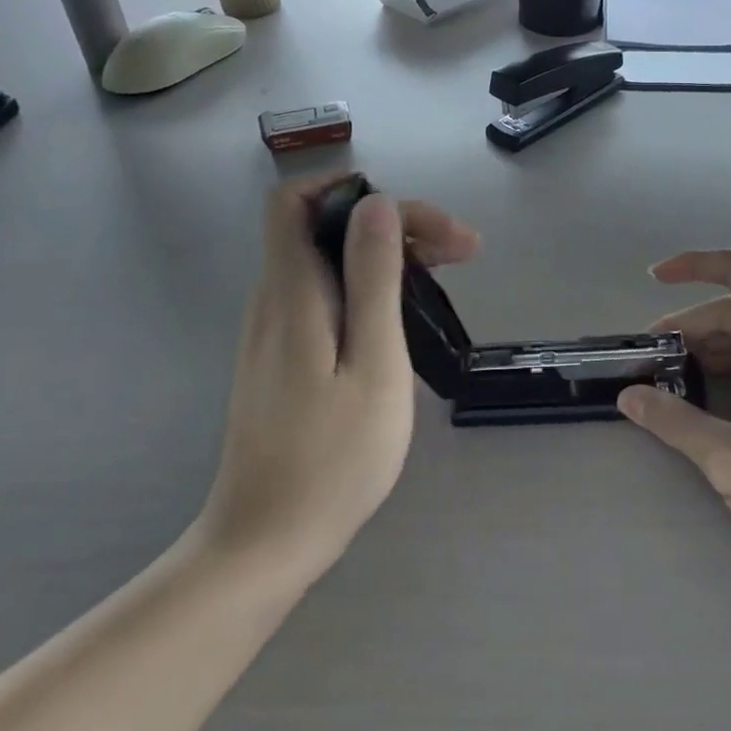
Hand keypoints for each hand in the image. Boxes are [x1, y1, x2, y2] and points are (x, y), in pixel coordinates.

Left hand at [199, 176, 480, 582]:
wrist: (267, 543)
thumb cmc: (332, 457)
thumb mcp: (372, 363)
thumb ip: (373, 279)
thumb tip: (376, 204)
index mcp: (293, 293)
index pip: (294, 201)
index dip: (348, 188)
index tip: (411, 215)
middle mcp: (276, 300)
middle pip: (325, 228)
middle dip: (395, 223)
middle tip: (463, 251)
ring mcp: (277, 331)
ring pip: (331, 262)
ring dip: (390, 255)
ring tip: (448, 275)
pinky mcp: (286, 358)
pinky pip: (329, 296)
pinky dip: (372, 287)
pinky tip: (408, 315)